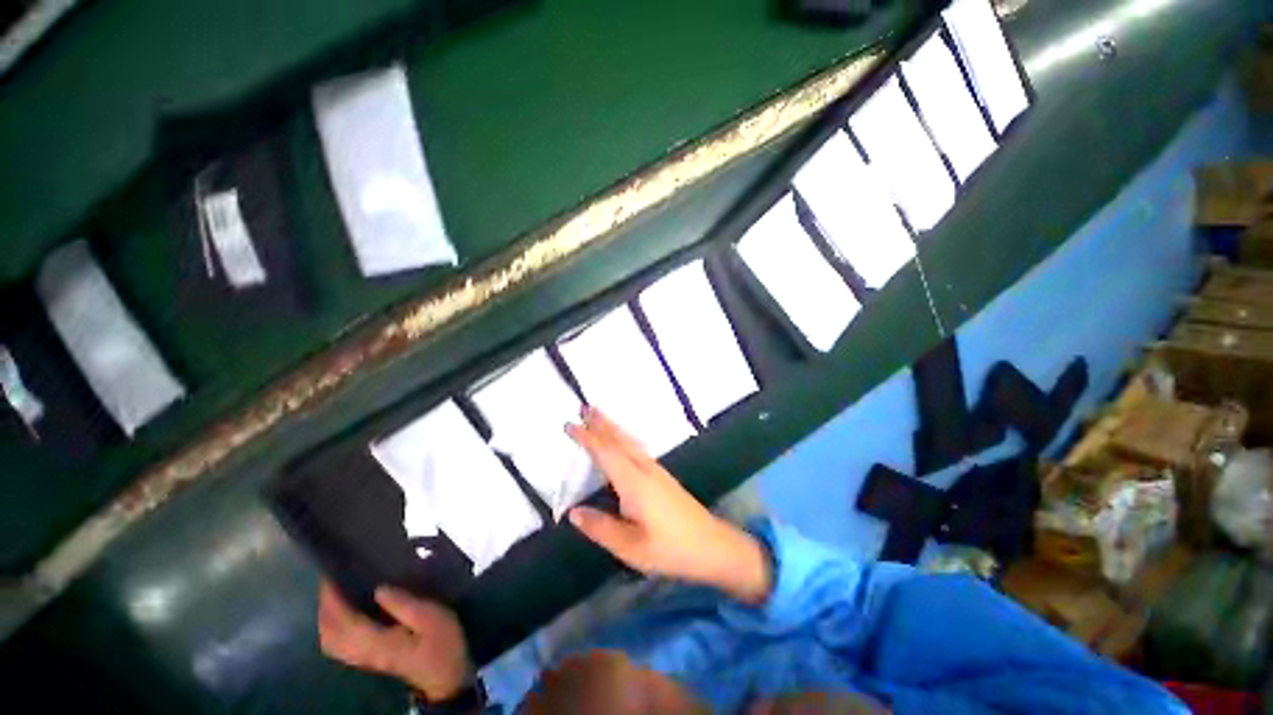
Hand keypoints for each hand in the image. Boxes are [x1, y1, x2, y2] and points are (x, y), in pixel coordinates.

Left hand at [317, 581, 472, 700]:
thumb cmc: (441, 642)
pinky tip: (345, 614)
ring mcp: (363, 659)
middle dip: (325, 607)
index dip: (332, 599)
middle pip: (329, 633)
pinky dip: (334, 628)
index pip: (342, 621)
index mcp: (375, 641)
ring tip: (336, 593)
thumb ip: (404, 604)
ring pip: (330, 640)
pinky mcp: (368, 659)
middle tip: (332, 580)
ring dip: (327, 617)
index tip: (330, 575)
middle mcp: (361, 652)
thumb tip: (378, 588)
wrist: (446, 675)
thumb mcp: (431, 618)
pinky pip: (338, 644)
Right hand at [566, 407, 772, 604]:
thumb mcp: (631, 548)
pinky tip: (622, 441)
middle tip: (584, 407)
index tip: (569, 424)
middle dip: (602, 422)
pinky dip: (624, 438)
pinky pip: (637, 447)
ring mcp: (656, 470)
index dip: (587, 438)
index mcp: (634, 483)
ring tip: (599, 416)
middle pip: (620, 439)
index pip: (606, 453)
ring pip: (630, 441)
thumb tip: (573, 512)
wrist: (712, 545)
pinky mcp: (662, 476)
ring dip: (613, 427)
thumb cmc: (671, 549)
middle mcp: (645, 469)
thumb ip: (601, 528)